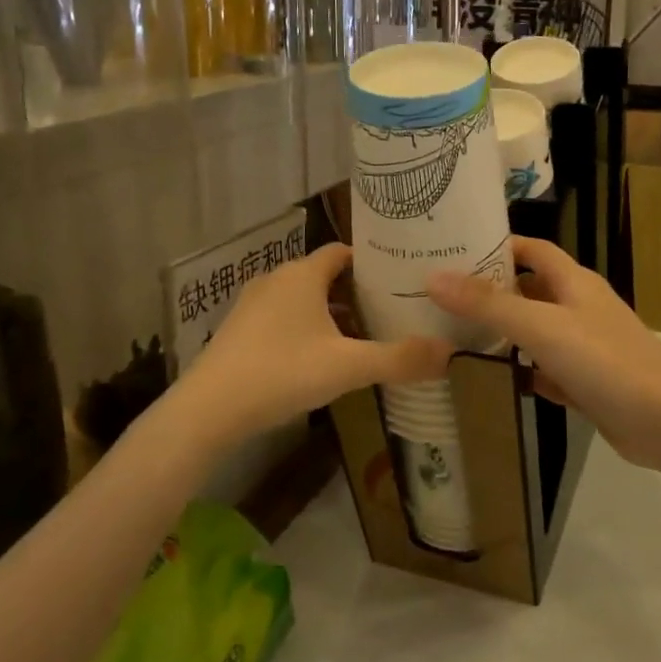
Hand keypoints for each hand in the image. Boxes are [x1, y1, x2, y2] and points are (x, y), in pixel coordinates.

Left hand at [180, 243, 452, 441]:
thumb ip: (400, 359)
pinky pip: (282, 318)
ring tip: (360, 335)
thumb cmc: (282, 372)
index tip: (399, 277)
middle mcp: (276, 279)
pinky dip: (304, 329)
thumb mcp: (348, 367)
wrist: (208, 410)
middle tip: (389, 309)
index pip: (342, 251)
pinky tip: (318, 359)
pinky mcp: (238, 331)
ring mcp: (252, 305)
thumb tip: (452, 353)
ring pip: (301, 299)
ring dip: (329, 313)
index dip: (370, 261)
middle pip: (323, 275)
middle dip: (355, 291)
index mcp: (303, 275)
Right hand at [427, 238, 660, 470]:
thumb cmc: (604, 361)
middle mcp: (580, 308)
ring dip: (504, 335)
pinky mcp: (587, 383)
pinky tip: (491, 382)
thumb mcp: (541, 326)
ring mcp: (585, 347)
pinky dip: (522, 373)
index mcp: (574, 282)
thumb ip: (488, 304)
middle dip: (492, 292)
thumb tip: (433, 276)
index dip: (499, 246)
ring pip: (536, 333)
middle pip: (530, 290)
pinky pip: (546, 370)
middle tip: (442, 298)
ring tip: (453, 337)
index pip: (533, 250)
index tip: (455, 251)